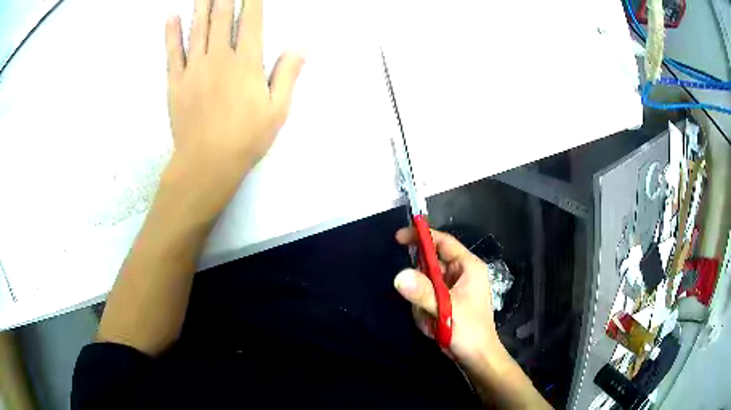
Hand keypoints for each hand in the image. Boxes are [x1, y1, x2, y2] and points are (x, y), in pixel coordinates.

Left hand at [163, 0, 303, 219]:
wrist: (206, 165)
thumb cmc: (246, 139)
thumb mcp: (278, 110)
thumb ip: (288, 74)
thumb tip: (301, 45)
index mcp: (246, 63)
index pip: (250, 21)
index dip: (251, 0)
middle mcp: (219, 57)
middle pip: (221, 17)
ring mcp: (194, 68)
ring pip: (198, 28)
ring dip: (201, 5)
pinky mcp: (175, 82)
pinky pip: (172, 52)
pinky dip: (171, 33)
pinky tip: (172, 16)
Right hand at [394, 228, 502, 365]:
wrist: (477, 358)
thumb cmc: (469, 331)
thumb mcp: (445, 310)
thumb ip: (422, 292)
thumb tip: (399, 275)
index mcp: (468, 267)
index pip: (443, 242)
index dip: (422, 236)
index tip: (398, 238)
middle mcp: (462, 273)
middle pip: (432, 265)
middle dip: (420, 284)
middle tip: (419, 302)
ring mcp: (455, 288)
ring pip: (426, 283)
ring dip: (422, 302)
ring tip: (432, 320)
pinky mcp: (448, 301)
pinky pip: (428, 297)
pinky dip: (425, 310)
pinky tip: (433, 325)